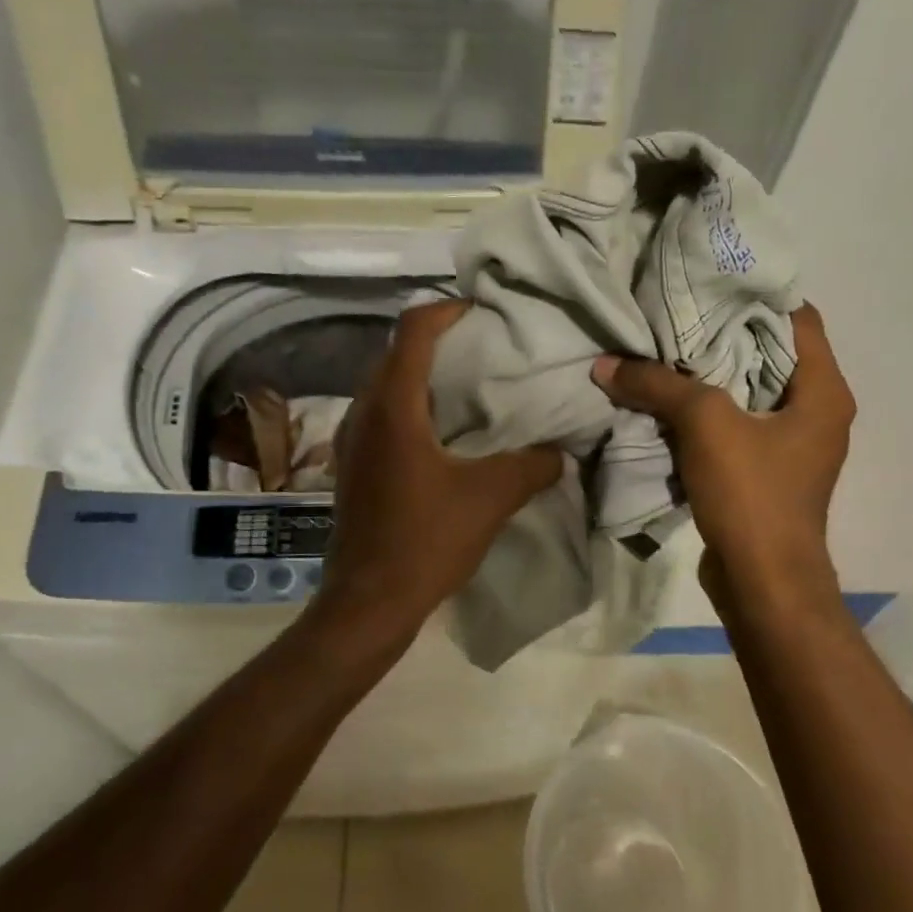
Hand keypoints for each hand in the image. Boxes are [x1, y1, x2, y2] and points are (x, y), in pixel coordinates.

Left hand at [312, 299, 562, 648]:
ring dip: (424, 377)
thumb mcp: (491, 498)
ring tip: (469, 388)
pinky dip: (412, 408)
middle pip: (397, 353)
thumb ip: (532, 465)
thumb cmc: (426, 541)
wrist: (368, 601)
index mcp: (393, 406)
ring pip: (387, 386)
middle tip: (485, 350)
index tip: (483, 314)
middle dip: (440, 342)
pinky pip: (382, 416)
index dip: (447, 310)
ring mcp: (352, 440)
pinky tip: (444, 435)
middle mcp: (364, 412)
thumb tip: (561, 451)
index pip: (413, 330)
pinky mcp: (352, 466)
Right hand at [591, 305, 854, 615]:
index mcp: (823, 391)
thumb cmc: (753, 494)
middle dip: (721, 333)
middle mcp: (816, 412)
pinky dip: (705, 412)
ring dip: (708, 375)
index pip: (798, 319)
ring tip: (662, 350)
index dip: (756, 295)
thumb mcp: (705, 426)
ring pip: (747, 392)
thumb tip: (606, 365)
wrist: (765, 584)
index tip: (709, 281)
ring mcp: (791, 445)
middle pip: (768, 353)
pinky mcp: (766, 472)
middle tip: (673, 313)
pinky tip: (665, 401)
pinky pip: (735, 426)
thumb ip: (658, 386)